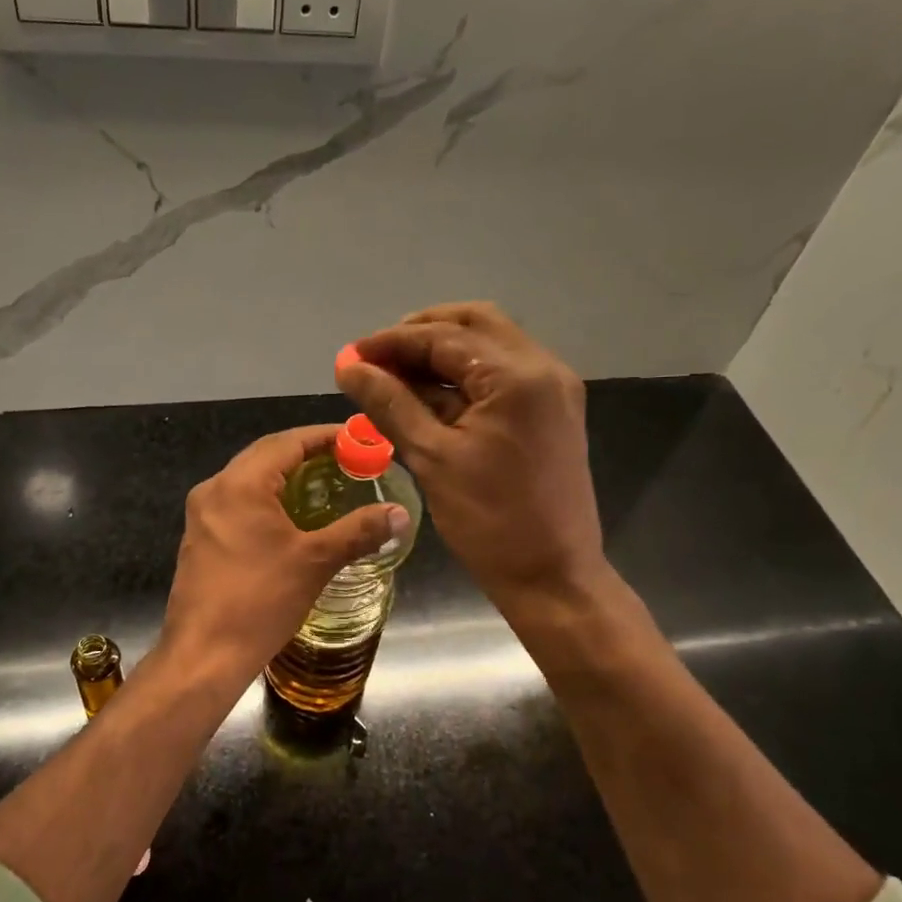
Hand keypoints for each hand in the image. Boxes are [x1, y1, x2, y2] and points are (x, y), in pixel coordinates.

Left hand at [160, 424, 408, 692]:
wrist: (203, 656)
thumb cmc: (260, 601)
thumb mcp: (315, 562)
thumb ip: (358, 531)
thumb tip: (400, 515)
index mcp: (240, 484)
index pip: (288, 442)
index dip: (324, 436)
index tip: (358, 439)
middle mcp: (215, 489)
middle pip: (266, 455)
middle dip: (306, 453)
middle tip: (347, 460)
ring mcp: (202, 515)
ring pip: (249, 479)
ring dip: (286, 476)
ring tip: (325, 484)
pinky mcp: (199, 538)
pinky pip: (238, 502)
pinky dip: (268, 499)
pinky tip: (291, 518)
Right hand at [337, 302, 606, 609]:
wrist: (553, 577)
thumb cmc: (490, 521)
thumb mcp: (432, 458)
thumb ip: (390, 403)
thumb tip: (348, 366)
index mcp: (517, 376)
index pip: (444, 337)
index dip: (391, 342)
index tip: (351, 357)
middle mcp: (543, 368)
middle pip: (474, 324)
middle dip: (421, 335)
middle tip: (378, 360)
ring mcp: (553, 389)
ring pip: (490, 347)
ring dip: (442, 355)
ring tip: (394, 379)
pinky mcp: (551, 411)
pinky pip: (502, 376)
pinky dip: (464, 378)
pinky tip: (427, 398)